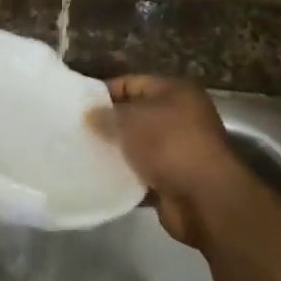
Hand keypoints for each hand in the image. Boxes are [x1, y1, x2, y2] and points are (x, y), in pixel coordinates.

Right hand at [89, 75, 247, 244]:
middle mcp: (181, 118)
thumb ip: (107, 115)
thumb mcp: (131, 121)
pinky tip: (99, 179)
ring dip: (116, 152)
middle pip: (136, 116)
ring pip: (138, 147)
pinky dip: (125, 177)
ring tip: (82, 155)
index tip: (77, 105)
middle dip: (109, 124)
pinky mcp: (174, 180)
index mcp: (176, 93)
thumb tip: (89, 115)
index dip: (105, 91)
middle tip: (77, 131)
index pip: (133, 83)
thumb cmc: (169, 145)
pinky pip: (142, 174)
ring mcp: (179, 151)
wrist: (204, 198)